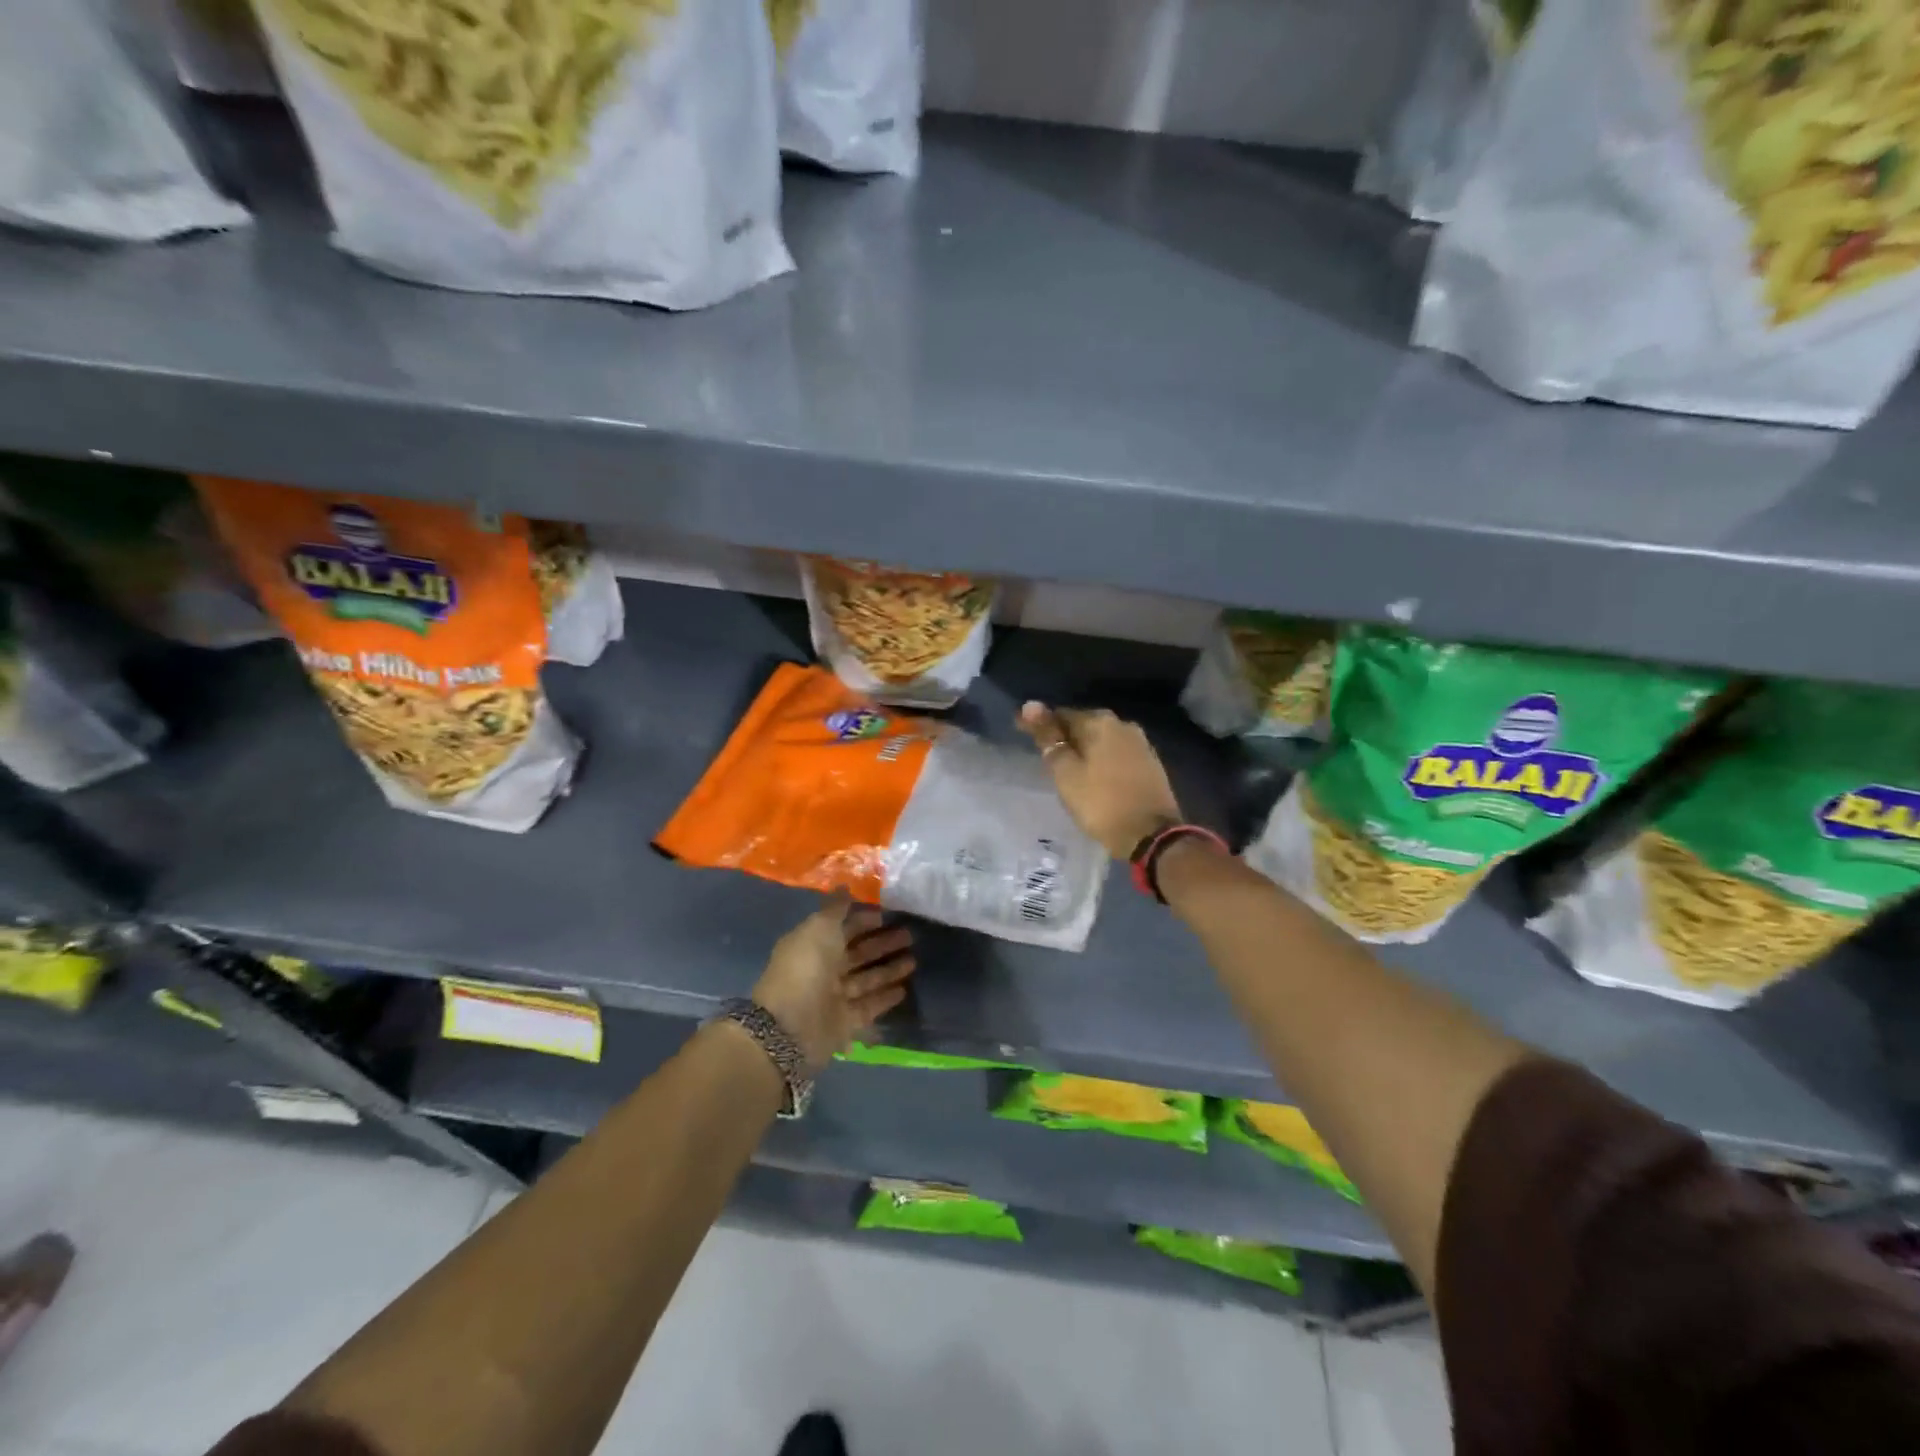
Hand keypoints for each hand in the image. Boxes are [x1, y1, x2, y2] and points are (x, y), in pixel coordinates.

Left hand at [751, 895, 915, 1069]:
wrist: (792, 1025)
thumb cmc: (806, 968)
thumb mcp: (820, 928)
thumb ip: (835, 908)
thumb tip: (845, 885)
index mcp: (814, 944)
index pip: (843, 929)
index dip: (863, 921)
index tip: (887, 914)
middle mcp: (824, 969)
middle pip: (858, 953)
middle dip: (883, 943)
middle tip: (910, 935)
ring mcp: (835, 997)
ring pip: (867, 978)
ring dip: (889, 969)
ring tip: (914, 961)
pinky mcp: (846, 1022)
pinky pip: (870, 1005)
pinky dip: (885, 997)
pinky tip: (904, 989)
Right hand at [1018, 701, 1182, 858]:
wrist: (1151, 836)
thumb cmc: (1101, 803)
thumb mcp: (1066, 772)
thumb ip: (1048, 738)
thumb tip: (1030, 705)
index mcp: (1100, 722)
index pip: (1061, 714)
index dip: (1039, 724)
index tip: (1021, 732)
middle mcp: (1123, 725)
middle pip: (1084, 725)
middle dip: (1064, 736)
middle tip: (1044, 754)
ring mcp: (1141, 744)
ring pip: (1102, 740)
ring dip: (1084, 749)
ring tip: (1066, 766)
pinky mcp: (1150, 763)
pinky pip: (1116, 754)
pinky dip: (1101, 760)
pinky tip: (1093, 775)